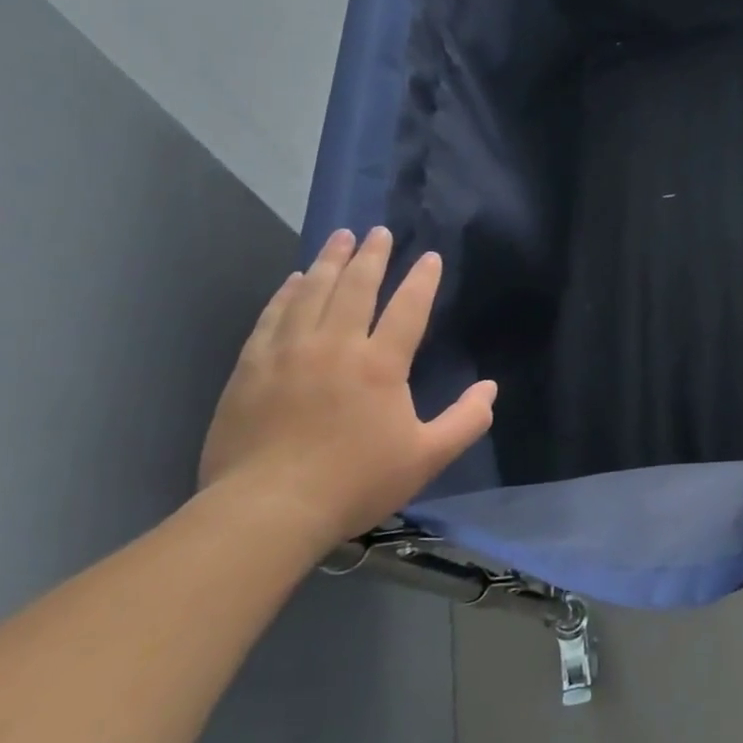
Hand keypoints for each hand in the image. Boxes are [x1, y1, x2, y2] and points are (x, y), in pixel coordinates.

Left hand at [197, 227, 495, 548]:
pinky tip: (294, 279)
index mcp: (380, 364)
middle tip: (378, 231)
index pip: (408, 308)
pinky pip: (272, 316)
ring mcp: (288, 353)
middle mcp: (334, 346)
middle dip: (371, 256)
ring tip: (340, 238)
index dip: (422, 280)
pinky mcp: (251, 368)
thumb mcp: (427, 458)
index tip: (430, 257)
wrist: (267, 510)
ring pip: (312, 292)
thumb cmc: (355, 482)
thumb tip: (491, 388)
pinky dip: (286, 292)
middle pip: (355, 287)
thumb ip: (466, 421)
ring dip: (330, 262)